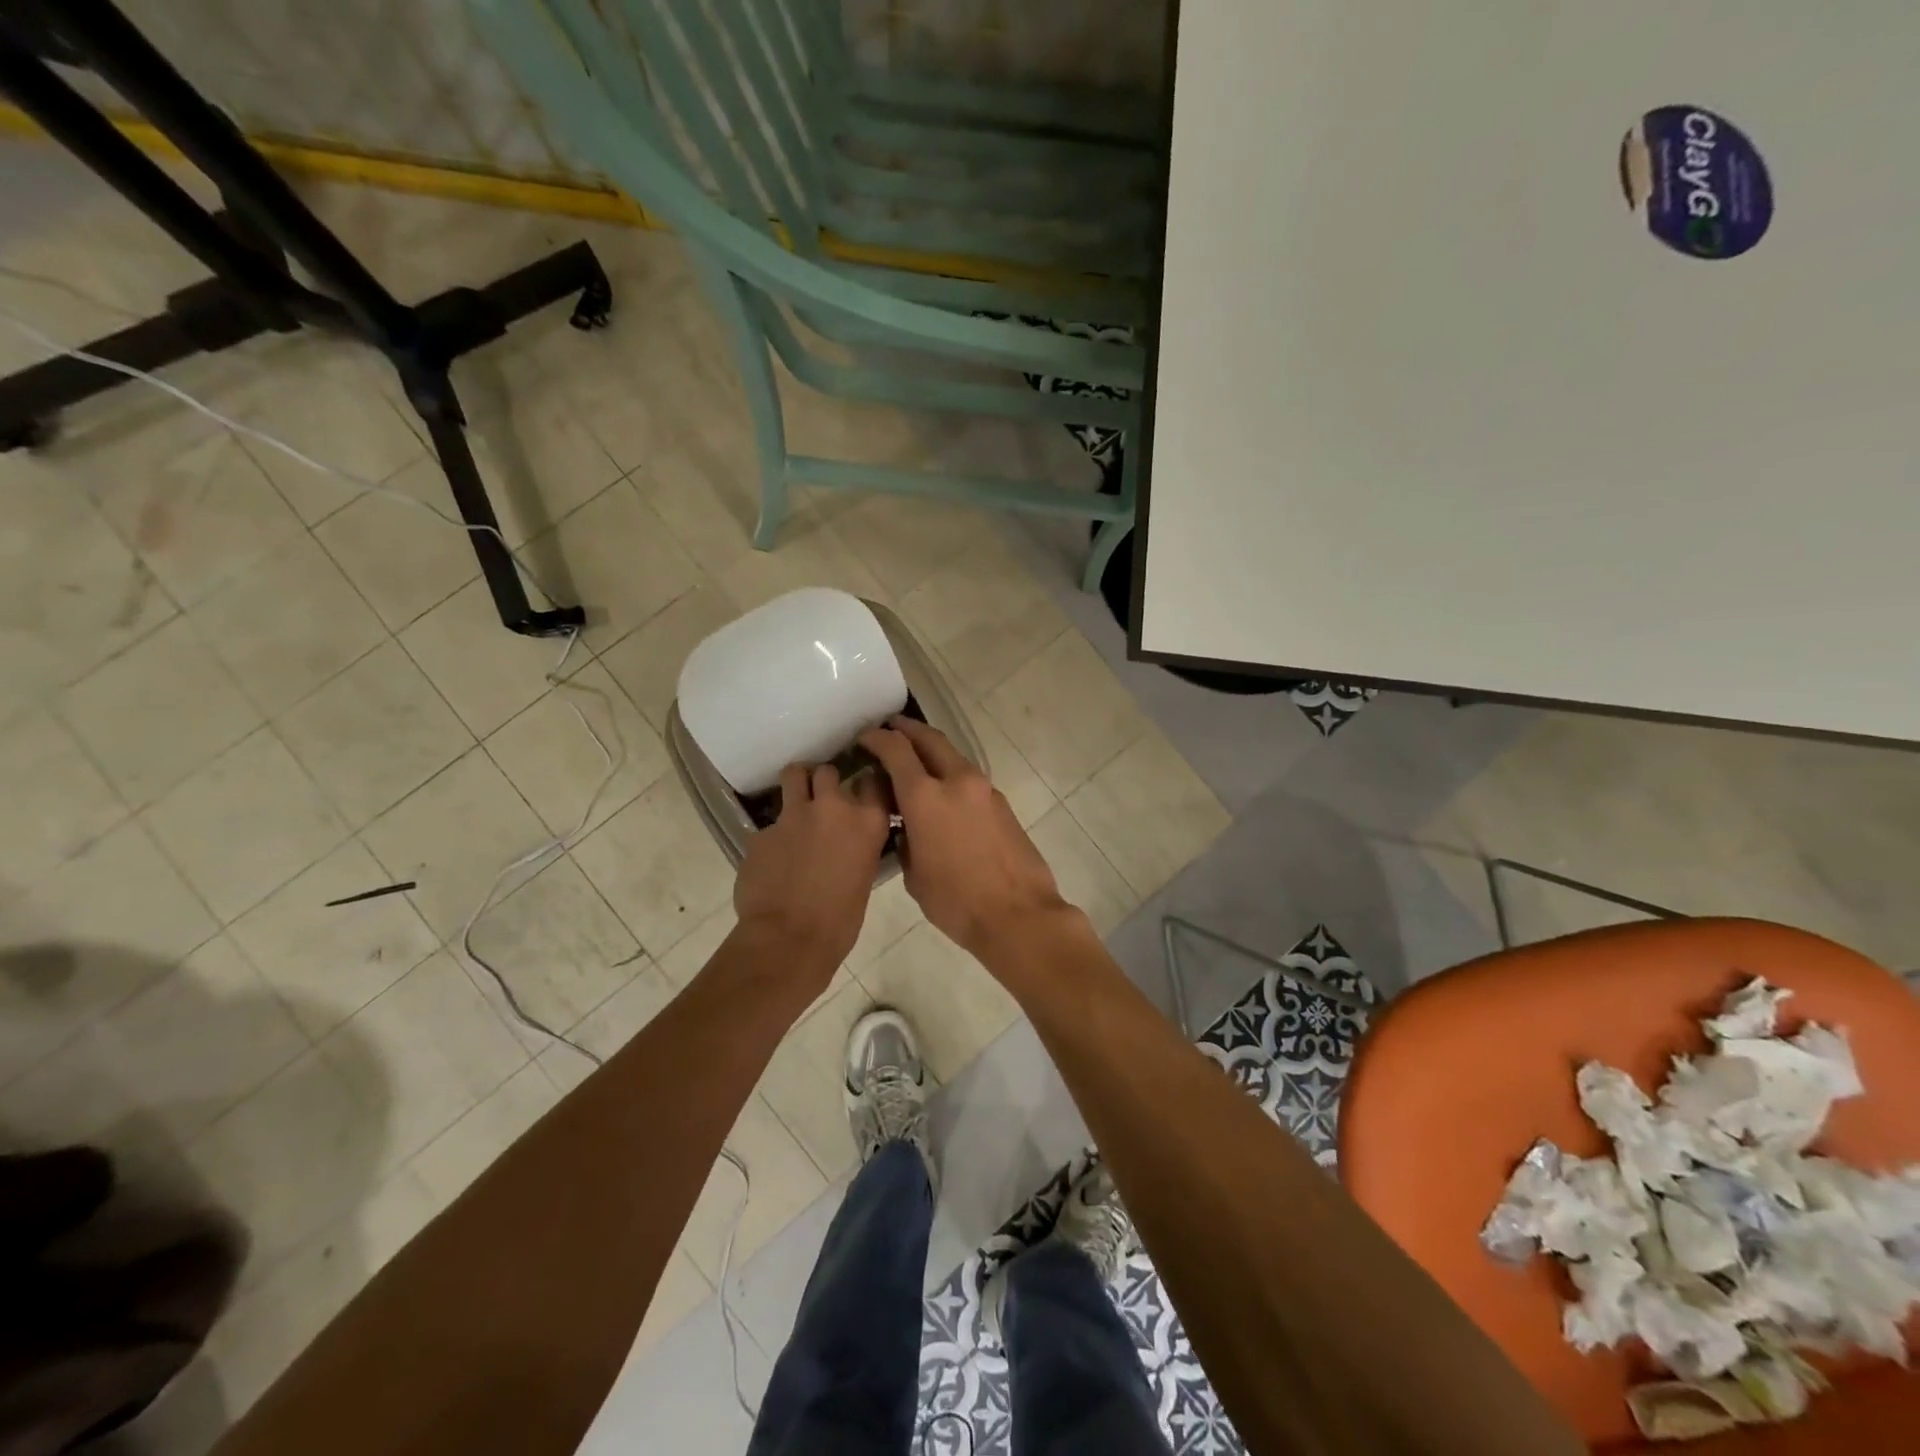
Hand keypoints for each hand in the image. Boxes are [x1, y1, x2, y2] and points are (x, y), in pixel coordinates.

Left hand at [733, 763, 890, 985]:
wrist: (789, 941)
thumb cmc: (840, 921)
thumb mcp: (864, 876)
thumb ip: (858, 846)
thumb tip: (847, 843)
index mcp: (867, 822)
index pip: (873, 782)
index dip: (865, 786)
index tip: (861, 794)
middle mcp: (833, 807)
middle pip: (827, 772)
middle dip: (824, 782)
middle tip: (822, 800)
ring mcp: (793, 815)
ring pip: (793, 775)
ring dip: (795, 785)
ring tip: (795, 804)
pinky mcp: (761, 831)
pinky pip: (769, 824)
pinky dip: (772, 837)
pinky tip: (772, 860)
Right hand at [858, 717, 1070, 963]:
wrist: (1019, 915)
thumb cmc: (956, 902)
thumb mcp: (914, 875)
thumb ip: (905, 840)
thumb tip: (908, 828)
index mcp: (926, 797)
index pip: (896, 750)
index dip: (877, 738)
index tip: (864, 737)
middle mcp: (956, 782)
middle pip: (930, 739)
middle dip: (907, 730)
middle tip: (890, 728)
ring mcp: (984, 790)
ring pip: (953, 757)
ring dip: (932, 752)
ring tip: (914, 762)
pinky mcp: (1002, 804)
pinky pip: (968, 778)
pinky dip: (950, 775)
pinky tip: (942, 795)